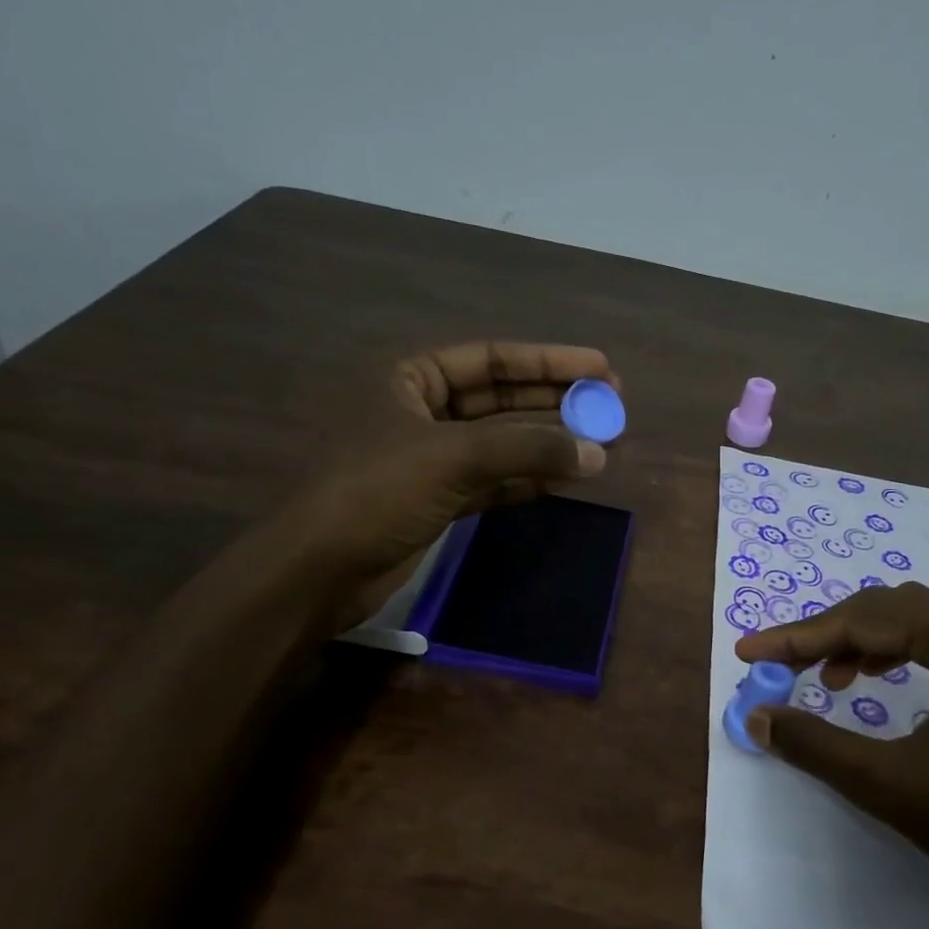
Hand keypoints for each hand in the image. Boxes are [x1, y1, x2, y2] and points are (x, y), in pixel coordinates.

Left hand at [274, 342, 617, 629]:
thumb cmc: (376, 492)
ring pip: (499, 443)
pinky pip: (492, 481)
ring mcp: (428, 459)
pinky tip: (565, 479)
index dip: (548, 362)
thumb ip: (528, 449)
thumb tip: (597, 452)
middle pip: (499, 398)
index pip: (490, 358)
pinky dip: (527, 480)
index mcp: (409, 377)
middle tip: (609, 403)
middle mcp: (419, 410)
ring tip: (599, 443)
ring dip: (546, 443)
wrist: (319, 570)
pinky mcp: (436, 501)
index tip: (600, 367)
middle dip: (553, 401)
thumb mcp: (453, 458)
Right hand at [734, 582, 928, 911]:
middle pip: (887, 611)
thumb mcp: (893, 785)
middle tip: (778, 665)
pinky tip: (882, 682)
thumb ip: (818, 744)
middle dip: (826, 636)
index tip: (749, 652)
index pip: (861, 620)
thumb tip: (758, 716)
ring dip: (863, 643)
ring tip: (826, 678)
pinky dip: (901, 655)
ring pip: (916, 622)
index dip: (797, 636)